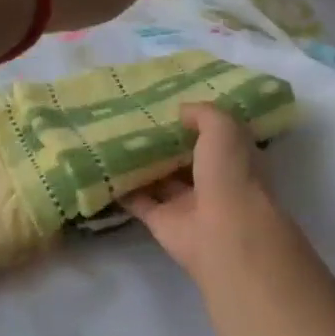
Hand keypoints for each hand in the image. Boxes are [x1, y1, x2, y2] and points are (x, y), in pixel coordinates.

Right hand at [127, 103, 289, 282]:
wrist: (222, 233)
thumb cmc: (230, 174)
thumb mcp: (223, 129)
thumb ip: (202, 114)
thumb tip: (180, 111)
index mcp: (232, 157)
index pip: (212, 135)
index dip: (193, 120)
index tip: (166, 102)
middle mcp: (210, 179)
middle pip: (182, 156)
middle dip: (161, 140)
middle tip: (130, 117)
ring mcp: (184, 202)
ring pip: (158, 178)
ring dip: (139, 163)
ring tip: (110, 138)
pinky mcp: (160, 221)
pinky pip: (137, 200)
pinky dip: (121, 188)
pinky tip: (103, 168)